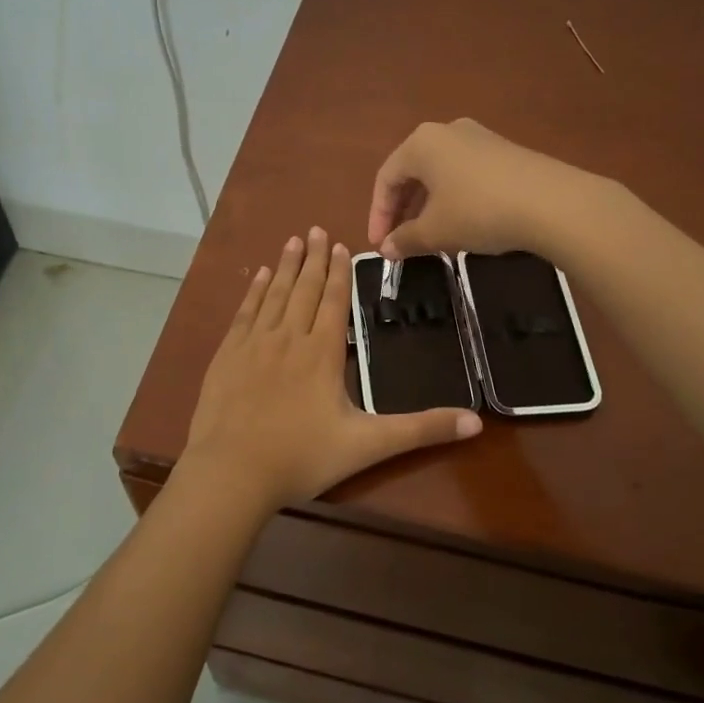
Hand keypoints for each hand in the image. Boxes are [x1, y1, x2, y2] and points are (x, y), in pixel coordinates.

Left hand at [179, 227, 481, 512]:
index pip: (334, 300)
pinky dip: (255, 291)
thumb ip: (420, 430)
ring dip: (286, 267)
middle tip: (316, 229)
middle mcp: (288, 337)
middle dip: (313, 258)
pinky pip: (245, 312)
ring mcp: (254, 344)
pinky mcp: (228, 355)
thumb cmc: (302, 457)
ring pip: (275, 295)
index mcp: (322, 352)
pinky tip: (260, 277)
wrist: (232, 473)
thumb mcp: (368, 445)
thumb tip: (475, 421)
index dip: (339, 272)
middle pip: (304, 289)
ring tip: (293, 241)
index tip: (340, 245)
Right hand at [367, 118, 602, 259]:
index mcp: (421, 143)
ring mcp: (480, 138)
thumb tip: (386, 249)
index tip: (380, 246)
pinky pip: (466, 174)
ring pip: (440, 174)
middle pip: (412, 173)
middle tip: (399, 242)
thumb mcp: (436, 230)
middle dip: (402, 210)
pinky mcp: (506, 151)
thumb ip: (405, 239)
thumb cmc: (479, 211)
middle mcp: (447, 131)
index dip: (378, 215)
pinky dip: (454, 198)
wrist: (553, 203)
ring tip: (429, 236)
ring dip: (427, 206)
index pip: (386, 178)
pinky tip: (463, 223)